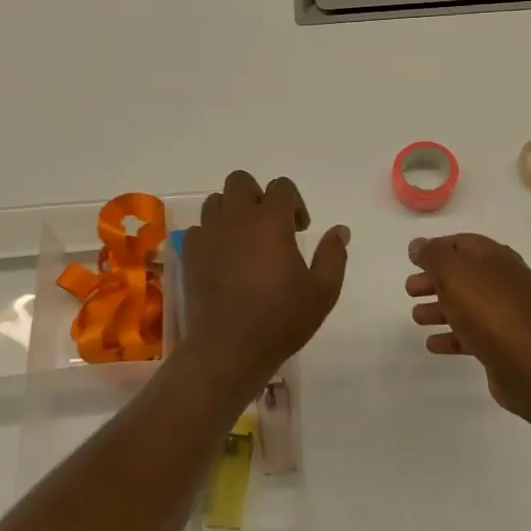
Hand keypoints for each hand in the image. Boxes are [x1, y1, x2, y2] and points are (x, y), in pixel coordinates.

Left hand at [182, 172, 348, 384]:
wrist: (228, 349)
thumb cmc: (281, 320)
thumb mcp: (322, 291)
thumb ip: (333, 255)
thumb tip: (340, 230)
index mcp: (270, 221)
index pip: (281, 187)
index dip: (295, 203)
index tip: (300, 230)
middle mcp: (236, 219)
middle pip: (240, 181)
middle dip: (258, 196)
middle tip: (271, 226)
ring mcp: (209, 235)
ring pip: (215, 201)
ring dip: (233, 211)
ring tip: (246, 240)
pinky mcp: (190, 255)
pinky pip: (199, 229)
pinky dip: (212, 235)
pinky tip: (224, 259)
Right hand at [406, 233, 530, 417]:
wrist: (529, 362)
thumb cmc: (488, 309)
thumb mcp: (453, 272)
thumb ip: (432, 255)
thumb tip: (418, 244)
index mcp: (496, 257)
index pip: (463, 243)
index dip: (436, 248)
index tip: (413, 259)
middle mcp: (505, 281)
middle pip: (464, 275)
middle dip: (435, 280)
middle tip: (410, 290)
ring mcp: (508, 314)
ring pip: (468, 305)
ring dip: (440, 308)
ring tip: (416, 317)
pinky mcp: (506, 344)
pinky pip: (473, 334)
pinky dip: (452, 336)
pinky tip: (433, 344)